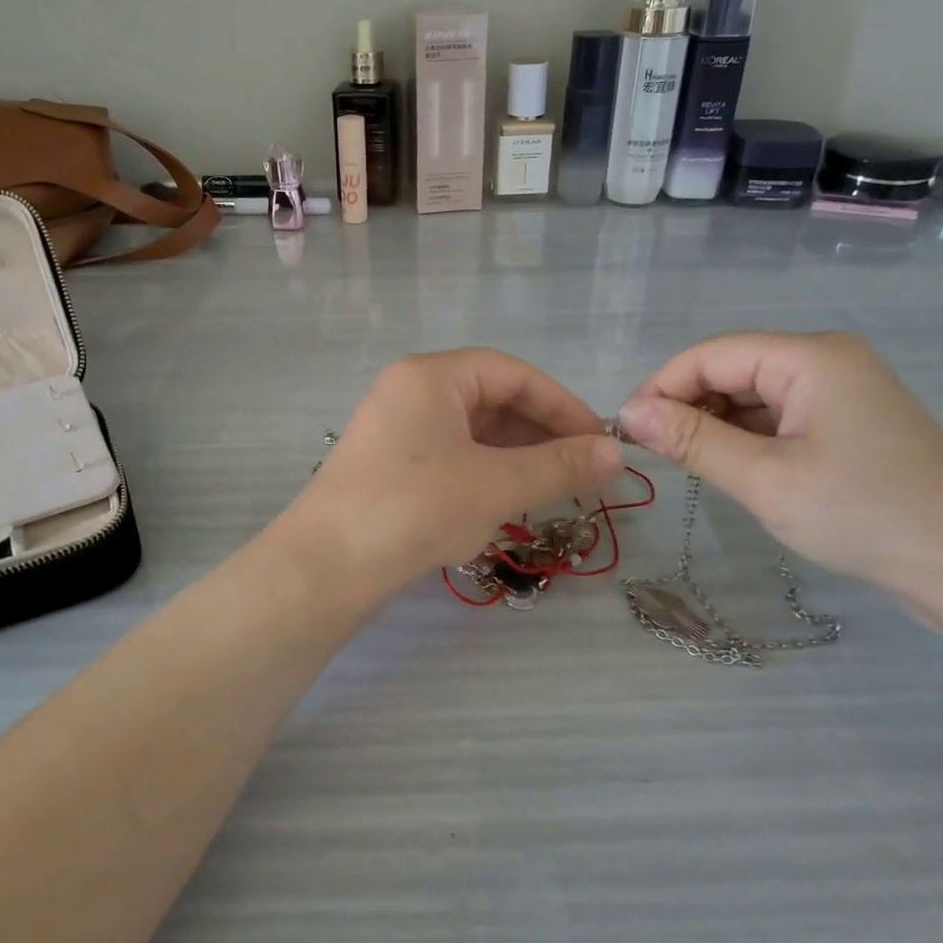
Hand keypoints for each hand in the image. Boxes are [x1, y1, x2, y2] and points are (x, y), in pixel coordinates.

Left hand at [289, 349, 624, 590]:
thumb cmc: (414, 509)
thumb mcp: (495, 485)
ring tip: (555, 490)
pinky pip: (451, 456)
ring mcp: (396, 429)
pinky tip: (509, 502)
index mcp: (431, 376)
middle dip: (541, 434)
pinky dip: (486, 473)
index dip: (563, 405)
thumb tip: (616, 453)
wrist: (325, 568)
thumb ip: (559, 466)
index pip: (513, 374)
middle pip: (492, 399)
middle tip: (583, 472)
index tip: (600, 442)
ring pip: (473, 432)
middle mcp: (410, 391)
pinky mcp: (390, 465)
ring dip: (517, 457)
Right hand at [618, 332, 942, 597]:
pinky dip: (748, 440)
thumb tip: (628, 412)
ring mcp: (843, 394)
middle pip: (732, 370)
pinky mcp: (851, 427)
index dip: (662, 386)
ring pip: (754, 397)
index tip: (626, 430)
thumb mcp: (764, 478)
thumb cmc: (864, 514)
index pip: (711, 354)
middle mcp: (826, 361)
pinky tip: (734, 470)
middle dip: (688, 406)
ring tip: (690, 466)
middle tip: (655, 454)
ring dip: (717, 426)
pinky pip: (780, 419)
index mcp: (809, 357)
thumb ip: (692, 440)